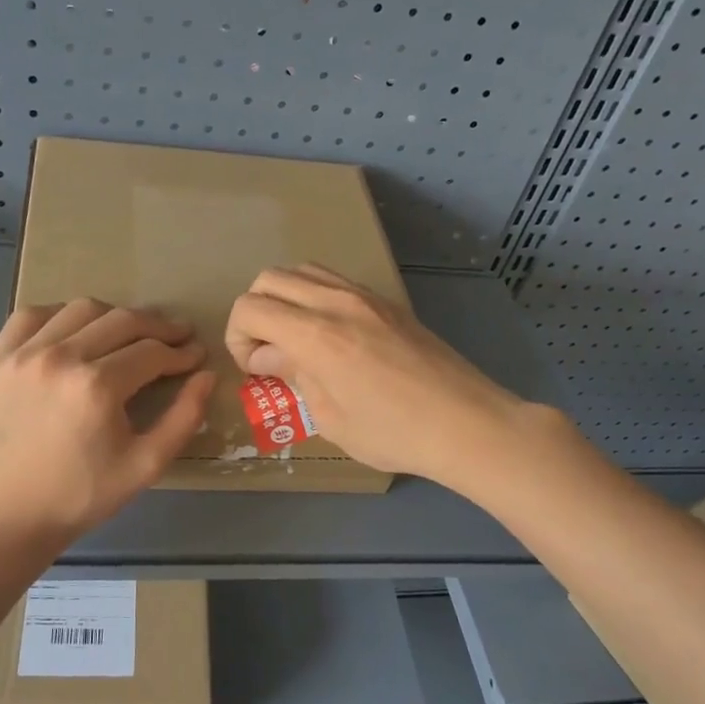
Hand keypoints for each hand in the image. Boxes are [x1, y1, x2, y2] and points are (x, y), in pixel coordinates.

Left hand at [0, 299, 214, 546]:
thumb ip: (184, 418)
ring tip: (129, 334)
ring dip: (113, 317)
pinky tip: (74, 332)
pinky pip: (30, 318)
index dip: (180, 352)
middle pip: (120, 321)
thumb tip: (206, 375)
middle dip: (157, 327)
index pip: (151, 352)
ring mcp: (21, 355)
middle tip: (176, 337)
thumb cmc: (82, 496)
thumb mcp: (146, 465)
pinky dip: (59, 316)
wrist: (8, 516)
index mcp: (97, 386)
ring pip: (79, 310)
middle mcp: (58, 358)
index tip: (195, 355)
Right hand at [225, 265, 530, 491]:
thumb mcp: (330, 418)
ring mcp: (366, 296)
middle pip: (269, 278)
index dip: (238, 337)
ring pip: (302, 270)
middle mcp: (337, 302)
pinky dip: (313, 297)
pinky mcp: (386, 301)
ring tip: (295, 340)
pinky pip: (334, 280)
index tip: (254, 369)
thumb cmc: (394, 433)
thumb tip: (265, 356)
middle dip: (255, 313)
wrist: (466, 422)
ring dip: (284, 299)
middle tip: (269, 353)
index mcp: (317, 336)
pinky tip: (329, 335)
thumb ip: (293, 376)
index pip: (251, 308)